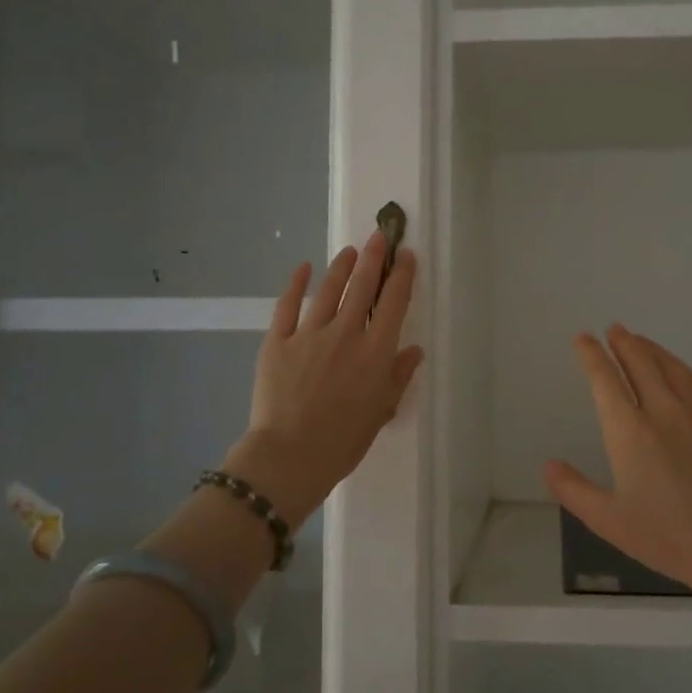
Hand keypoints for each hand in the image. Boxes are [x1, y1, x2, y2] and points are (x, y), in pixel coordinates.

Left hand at [225, 229, 423, 526]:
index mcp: (376, 352)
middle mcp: (346, 334)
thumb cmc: (343, 441)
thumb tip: (413, 350)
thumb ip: (398, 376)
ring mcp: (309, 335)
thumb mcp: (381, 411)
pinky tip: (303, 267)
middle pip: (363, 287)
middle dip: (373, 258)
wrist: (290, 456)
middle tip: (379, 236)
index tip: (406, 255)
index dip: (402, 275)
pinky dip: (296, 283)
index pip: (395, 303)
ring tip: (349, 251)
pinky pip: (288, 305)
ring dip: (341, 266)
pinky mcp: (278, 341)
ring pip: (329, 290)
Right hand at [545, 325, 691, 598]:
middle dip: (623, 343)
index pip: (605, 380)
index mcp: (629, 431)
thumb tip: (549, 465)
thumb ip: (574, 490)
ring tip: (639, 339)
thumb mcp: (610, 521)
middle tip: (613, 329)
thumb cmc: (669, 536)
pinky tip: (679, 368)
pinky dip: (682, 367)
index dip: (591, 356)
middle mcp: (663, 410)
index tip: (583, 339)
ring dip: (651, 349)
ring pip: (670, 366)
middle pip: (640, 362)